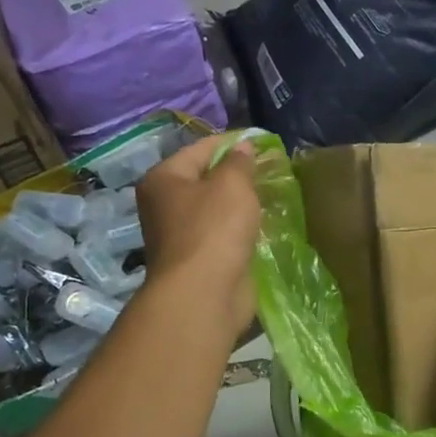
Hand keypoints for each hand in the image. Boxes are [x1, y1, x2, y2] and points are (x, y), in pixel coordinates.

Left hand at [135, 135, 260, 339]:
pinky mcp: (200, 259)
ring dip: (241, 204)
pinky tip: (263, 225)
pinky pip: (223, 234)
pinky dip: (241, 229)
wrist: (204, 294)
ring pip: (216, 209)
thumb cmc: (214, 229)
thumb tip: (244, 147)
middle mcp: (165, 205)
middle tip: (271, 169)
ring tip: (271, 195)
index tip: (263, 142)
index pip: (200, 149)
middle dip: (237, 174)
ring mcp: (181, 235)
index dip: (232, 143)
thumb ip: (240, 163)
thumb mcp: (232, 185)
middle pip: (206, 179)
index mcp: (164, 179)